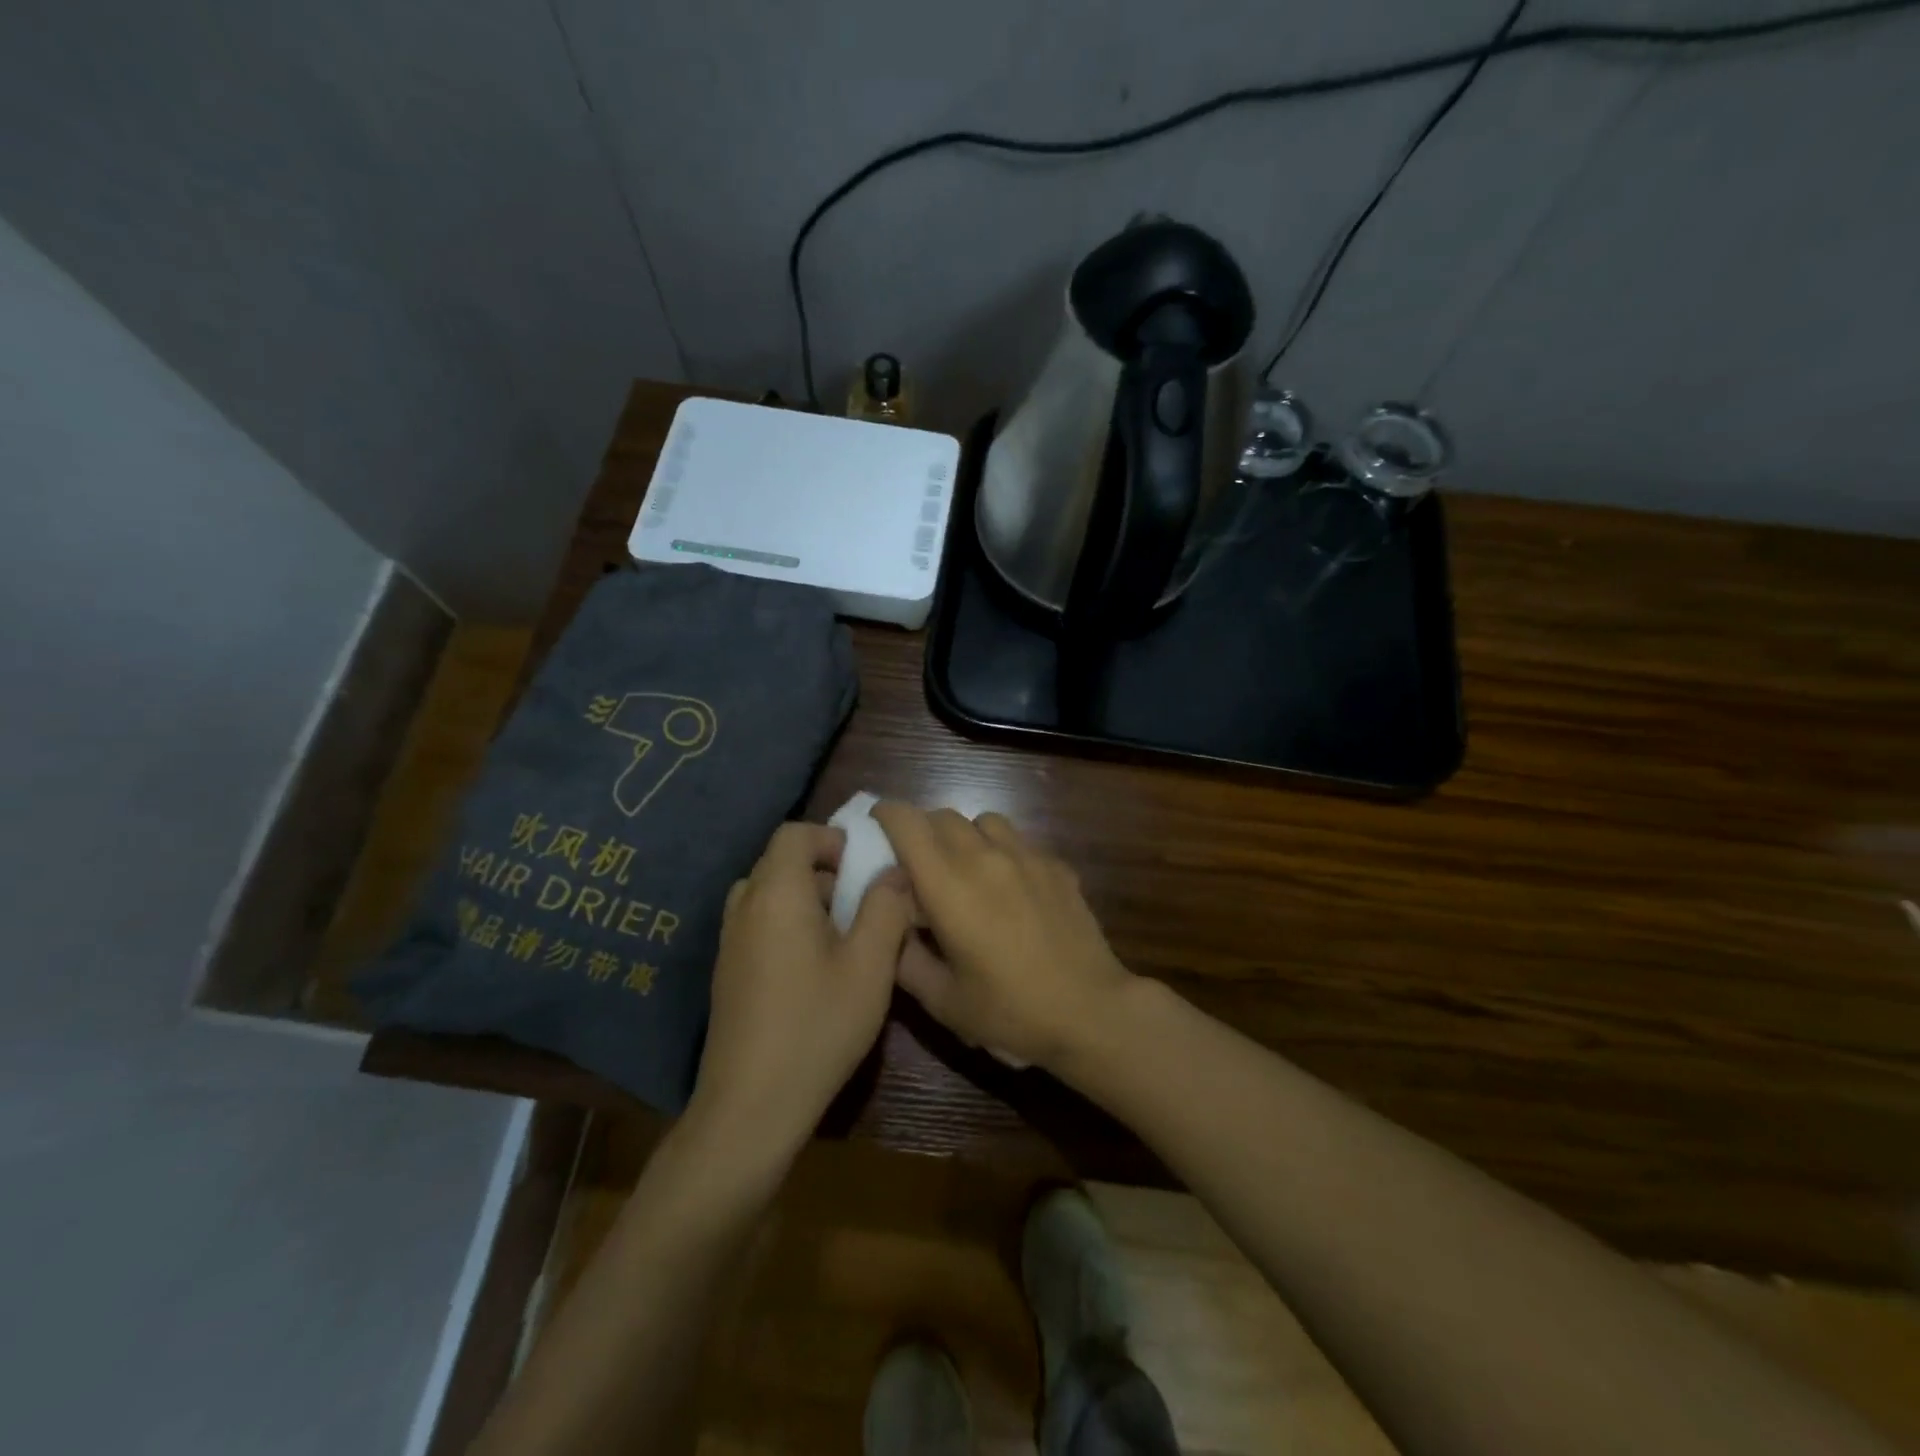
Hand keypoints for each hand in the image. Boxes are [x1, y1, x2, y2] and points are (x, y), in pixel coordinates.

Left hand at [690, 822, 914, 1165]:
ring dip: (809, 901)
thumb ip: (885, 908)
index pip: (795, 834)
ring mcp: (730, 941)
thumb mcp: (869, 966)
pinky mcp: (728, 971)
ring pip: (771, 895)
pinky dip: (790, 926)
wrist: (750, 1106)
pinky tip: (816, 971)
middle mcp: (745, 907)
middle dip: (826, 872)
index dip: (832, 839)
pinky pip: (760, 924)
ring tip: (845, 939)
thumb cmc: (817, 1027)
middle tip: (863, 907)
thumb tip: (894, 872)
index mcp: (776, 894)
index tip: (863, 871)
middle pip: (781, 862)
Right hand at [871, 804, 1133, 1070]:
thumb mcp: (942, 1001)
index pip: (907, 823)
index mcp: (949, 885)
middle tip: (917, 863)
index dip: (885, 817)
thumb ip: (905, 958)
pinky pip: (1019, 841)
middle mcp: (985, 857)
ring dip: (964, 836)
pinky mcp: (1057, 865)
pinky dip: (1001, 851)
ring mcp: (1027, 856)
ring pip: (984, 821)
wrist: (1091, 1012)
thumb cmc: (1010, 1012)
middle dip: (921, 830)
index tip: (876, 828)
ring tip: (965, 869)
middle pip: (942, 816)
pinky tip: (1009, 887)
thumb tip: (891, 927)